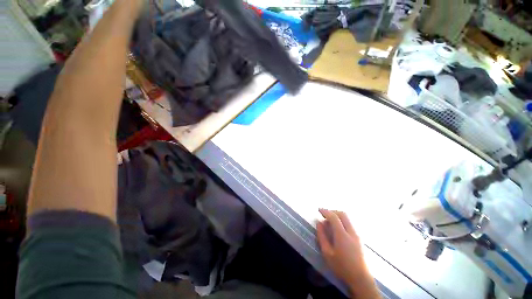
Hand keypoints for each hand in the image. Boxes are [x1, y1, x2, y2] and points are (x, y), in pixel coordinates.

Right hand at [316, 209, 379, 297]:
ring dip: (337, 216)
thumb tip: (319, 223)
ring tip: (329, 222)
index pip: (334, 217)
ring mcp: (356, 235)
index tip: (319, 210)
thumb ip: (322, 236)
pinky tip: (337, 229)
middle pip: (343, 214)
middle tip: (325, 214)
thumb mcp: (327, 253)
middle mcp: (351, 232)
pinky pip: (349, 224)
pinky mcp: (359, 238)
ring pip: (347, 218)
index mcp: (342, 235)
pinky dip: (342, 221)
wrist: (360, 279)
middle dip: (332, 211)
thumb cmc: (341, 267)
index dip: (325, 211)